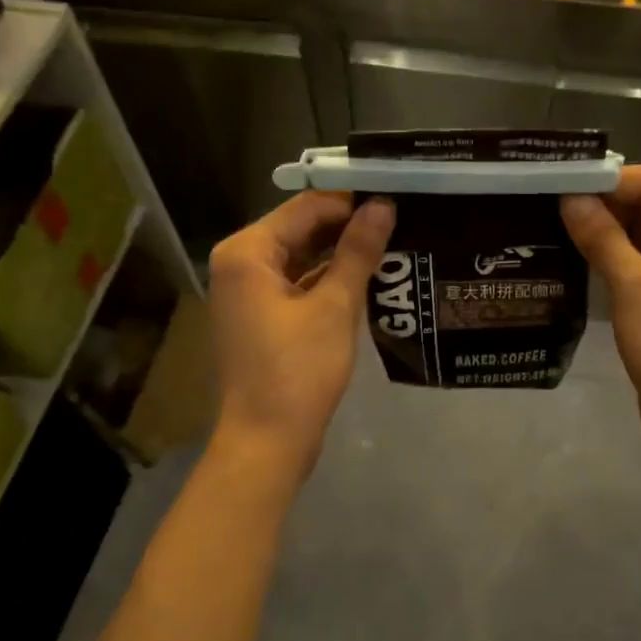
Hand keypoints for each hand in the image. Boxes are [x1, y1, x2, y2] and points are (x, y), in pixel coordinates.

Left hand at [207, 191, 394, 474]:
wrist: (267, 442)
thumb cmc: (298, 370)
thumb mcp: (334, 306)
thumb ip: (358, 251)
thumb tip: (382, 205)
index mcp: (247, 252)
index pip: (306, 207)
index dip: (351, 201)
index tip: (395, 198)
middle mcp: (240, 263)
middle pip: (301, 229)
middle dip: (348, 226)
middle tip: (401, 219)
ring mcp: (248, 292)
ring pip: (301, 256)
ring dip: (341, 253)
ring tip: (393, 242)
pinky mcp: (261, 316)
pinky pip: (298, 282)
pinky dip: (328, 278)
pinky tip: (368, 276)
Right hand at [562, 166, 640, 471]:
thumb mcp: (635, 289)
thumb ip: (601, 237)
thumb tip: (568, 197)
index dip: (606, 181)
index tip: (557, 184)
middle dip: (602, 204)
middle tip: (547, 203)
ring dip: (604, 229)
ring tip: (551, 224)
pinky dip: (613, 254)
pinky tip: (573, 254)